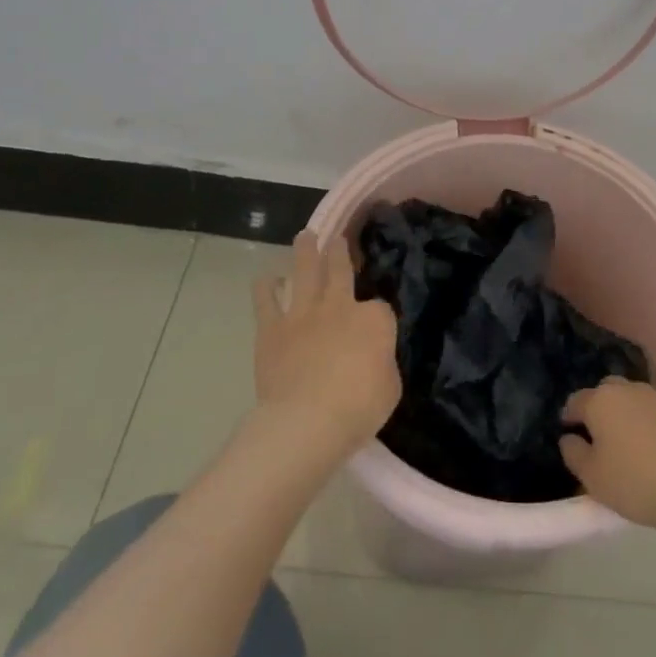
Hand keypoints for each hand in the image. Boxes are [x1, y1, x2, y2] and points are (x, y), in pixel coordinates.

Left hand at [253, 232, 399, 459]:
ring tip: (305, 236)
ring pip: (305, 271)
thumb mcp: (390, 387)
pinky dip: (265, 288)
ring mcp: (303, 313)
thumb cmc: (358, 408)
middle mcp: (339, 305)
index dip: (378, 316)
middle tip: (337, 238)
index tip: (377, 328)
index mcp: (374, 319)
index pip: (381, 307)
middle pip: (340, 268)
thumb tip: (373, 359)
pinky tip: (265, 279)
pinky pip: (266, 301)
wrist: (307, 420)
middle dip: (339, 252)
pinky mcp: (272, 328)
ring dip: (305, 251)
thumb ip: (382, 363)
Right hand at [560, 378, 655, 533]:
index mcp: (600, 402)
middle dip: (600, 406)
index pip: (576, 402)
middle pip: (606, 391)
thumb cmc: (635, 485)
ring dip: (630, 407)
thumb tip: (568, 437)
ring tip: (634, 433)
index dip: (570, 417)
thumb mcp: (592, 478)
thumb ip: (573, 453)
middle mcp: (627, 388)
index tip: (570, 433)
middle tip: (602, 434)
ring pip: (635, 393)